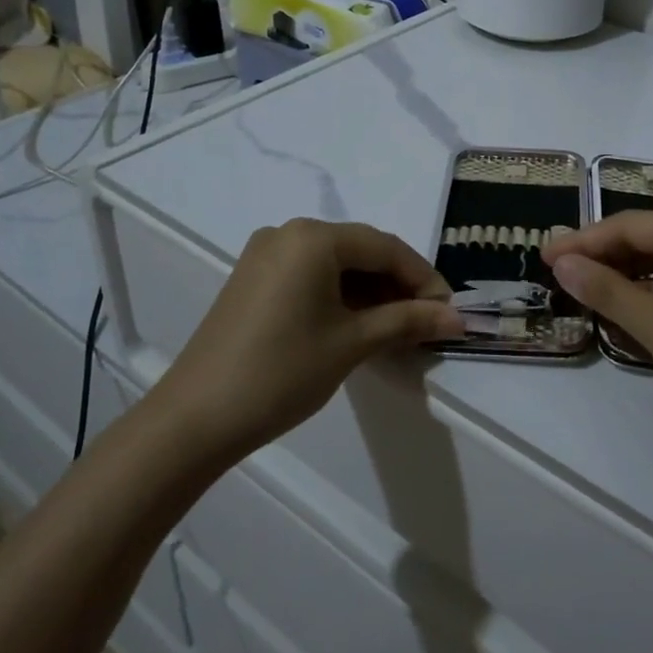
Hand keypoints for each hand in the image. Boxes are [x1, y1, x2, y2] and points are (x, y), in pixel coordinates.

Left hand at [152, 219, 463, 464]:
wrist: (195, 418)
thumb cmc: (282, 372)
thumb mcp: (352, 343)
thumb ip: (408, 321)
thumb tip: (457, 318)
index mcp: (314, 237)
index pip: (386, 247)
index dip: (423, 278)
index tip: (448, 312)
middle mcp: (289, 233)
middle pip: (361, 251)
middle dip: (398, 285)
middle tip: (426, 322)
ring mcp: (266, 255)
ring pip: (336, 264)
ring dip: (371, 292)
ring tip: (397, 328)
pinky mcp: (253, 279)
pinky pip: (311, 276)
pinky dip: (340, 296)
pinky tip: (358, 324)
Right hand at [544, 211, 652, 456]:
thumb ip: (608, 291)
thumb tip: (563, 263)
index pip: (630, 225)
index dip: (583, 240)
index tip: (544, 256)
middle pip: (646, 239)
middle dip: (602, 255)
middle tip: (559, 272)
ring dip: (623, 276)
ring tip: (584, 290)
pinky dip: (648, 296)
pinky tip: (625, 311)